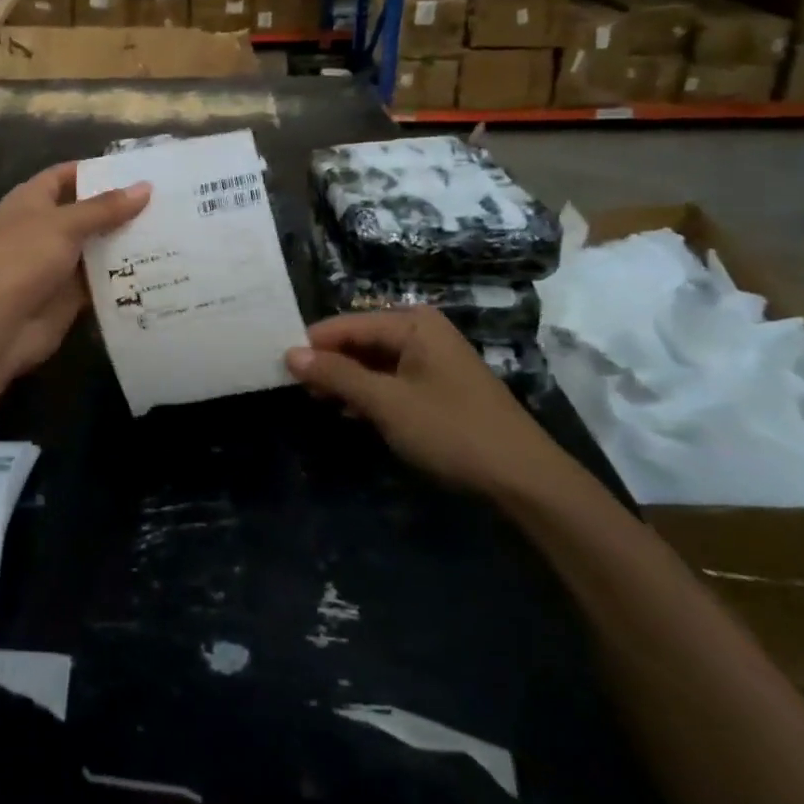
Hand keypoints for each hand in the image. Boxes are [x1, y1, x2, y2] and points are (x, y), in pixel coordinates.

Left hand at [0, 162, 150, 380]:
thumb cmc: (23, 260)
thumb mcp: (64, 225)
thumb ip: (105, 207)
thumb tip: (145, 187)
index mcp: (31, 200)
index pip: (66, 175)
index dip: (97, 171)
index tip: (138, 169)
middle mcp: (44, 227)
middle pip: (88, 211)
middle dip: (121, 207)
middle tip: (167, 200)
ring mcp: (58, 262)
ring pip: (98, 246)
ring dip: (127, 241)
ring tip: (173, 230)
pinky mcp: (70, 293)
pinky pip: (102, 278)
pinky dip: (125, 274)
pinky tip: (160, 267)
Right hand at [286, 309, 569, 496]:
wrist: (524, 480)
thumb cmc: (451, 431)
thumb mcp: (386, 402)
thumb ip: (337, 375)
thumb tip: (290, 353)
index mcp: (412, 323)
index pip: (346, 325)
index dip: (312, 345)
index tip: (279, 365)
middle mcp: (422, 331)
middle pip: (360, 340)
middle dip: (330, 363)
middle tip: (297, 388)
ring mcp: (432, 358)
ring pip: (374, 361)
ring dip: (348, 381)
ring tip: (318, 401)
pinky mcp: (438, 385)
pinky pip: (391, 378)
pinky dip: (370, 393)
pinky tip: (351, 413)